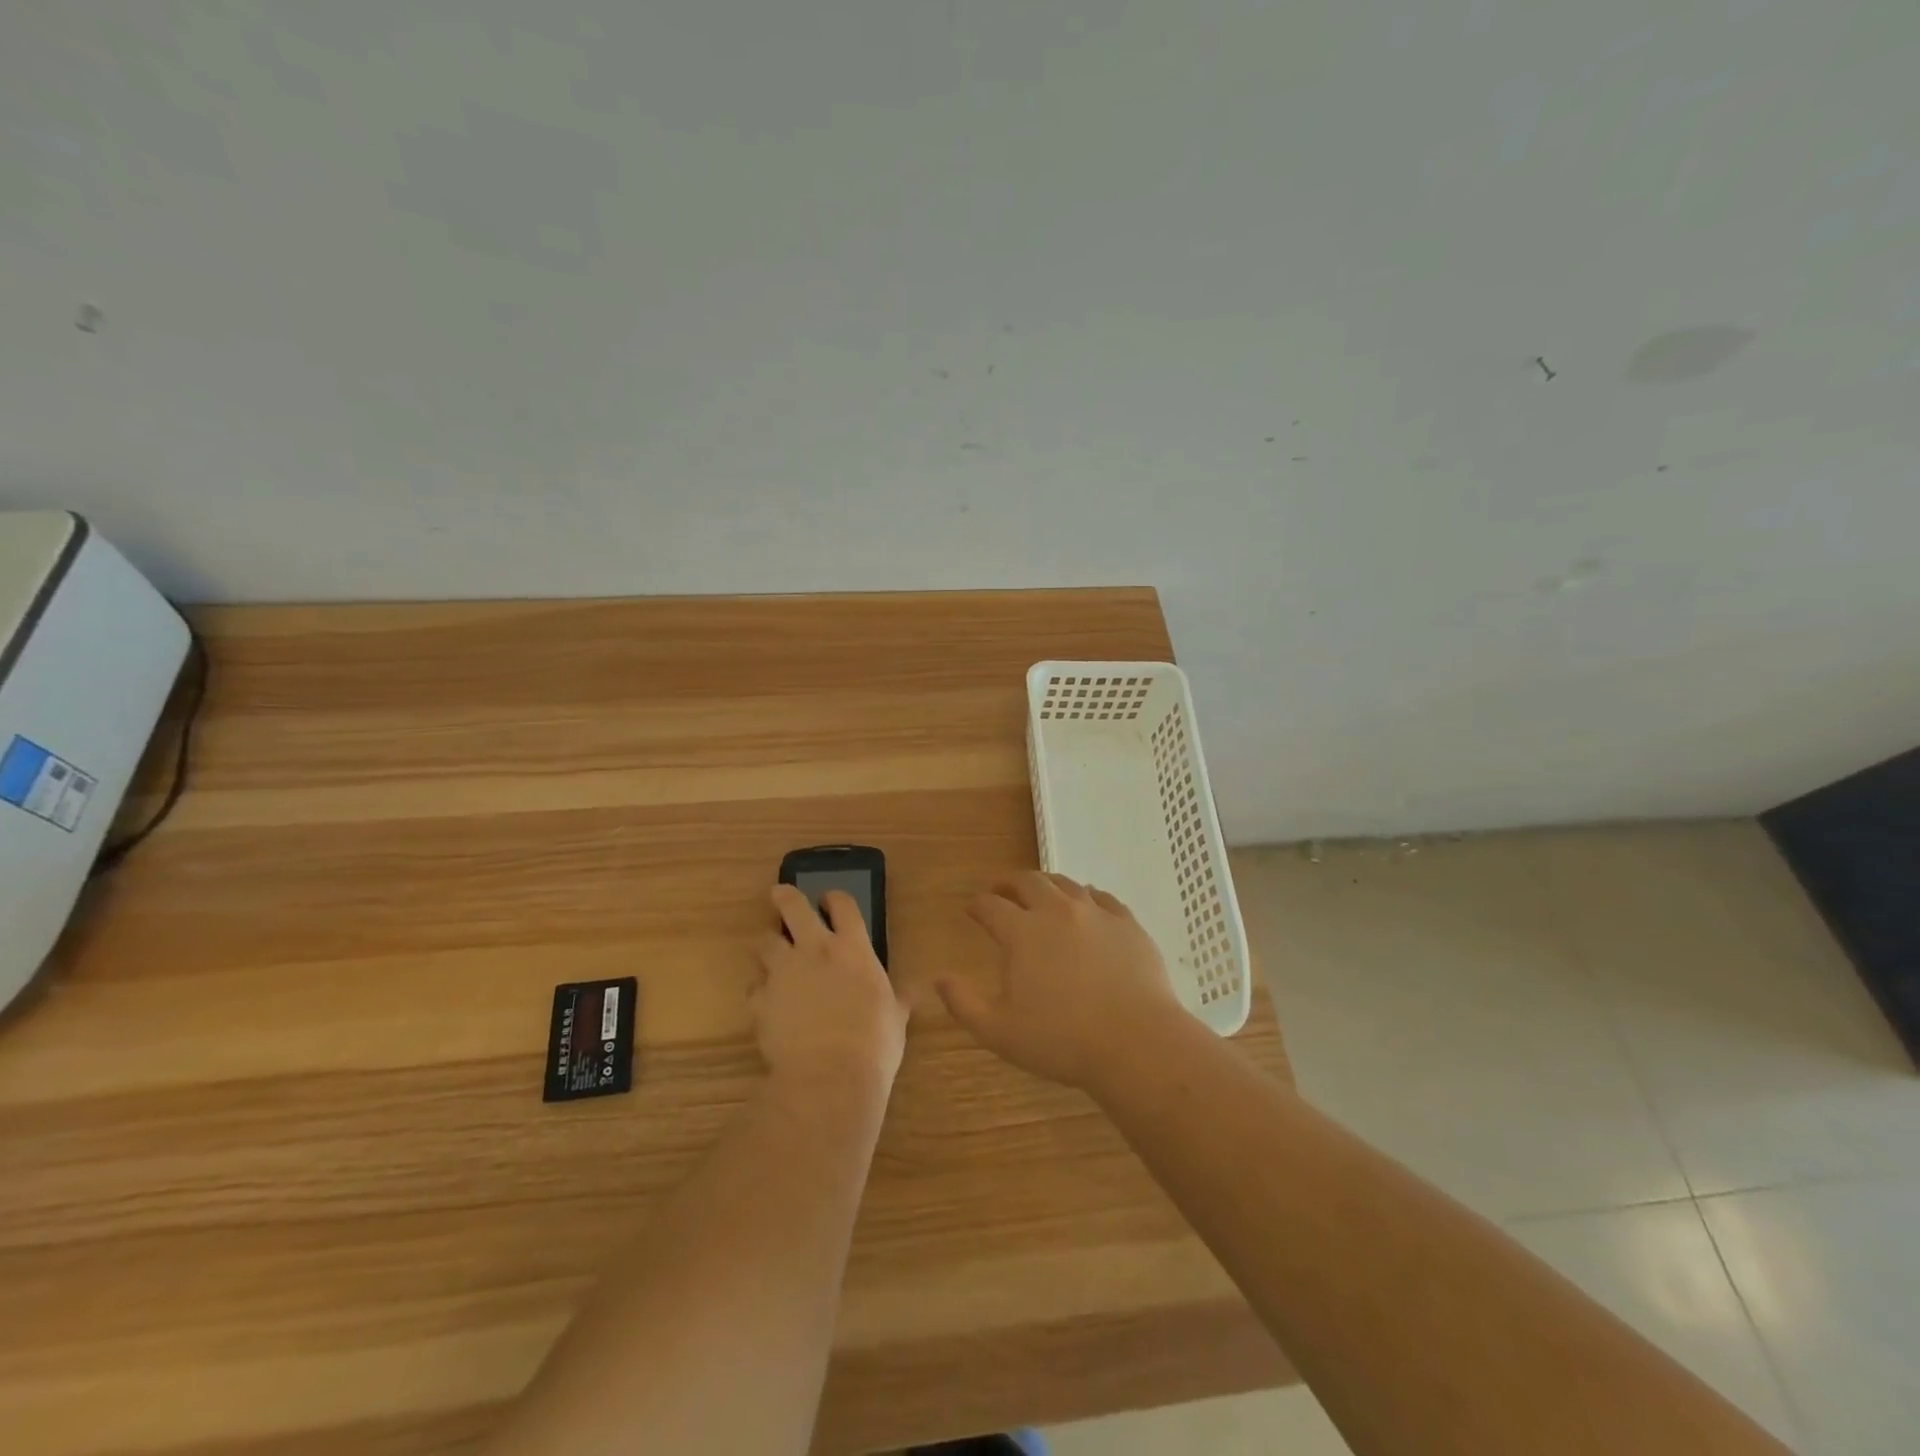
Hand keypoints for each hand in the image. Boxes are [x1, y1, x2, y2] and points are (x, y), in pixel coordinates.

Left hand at [755, 885, 909, 1095]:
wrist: (829, 1076)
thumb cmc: (874, 1043)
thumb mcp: (896, 1019)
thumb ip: (899, 1000)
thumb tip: (912, 991)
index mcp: (852, 949)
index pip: (843, 905)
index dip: (835, 898)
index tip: (830, 900)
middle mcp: (814, 950)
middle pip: (793, 907)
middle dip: (785, 897)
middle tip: (780, 894)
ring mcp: (783, 973)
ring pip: (765, 943)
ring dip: (769, 945)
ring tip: (773, 954)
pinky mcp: (760, 1000)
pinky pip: (754, 987)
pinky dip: (760, 991)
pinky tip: (767, 1003)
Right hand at [939, 872, 1184, 1091]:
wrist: (1135, 1042)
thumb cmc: (1062, 1040)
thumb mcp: (999, 1031)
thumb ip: (964, 1003)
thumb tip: (939, 978)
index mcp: (1022, 932)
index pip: (991, 906)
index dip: (977, 905)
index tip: (971, 908)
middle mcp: (1057, 911)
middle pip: (1029, 882)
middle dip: (1009, 883)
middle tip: (1002, 890)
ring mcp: (1096, 913)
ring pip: (1066, 883)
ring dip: (1047, 884)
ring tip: (1041, 893)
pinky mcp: (1127, 923)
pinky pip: (1103, 897)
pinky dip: (1087, 896)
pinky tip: (1087, 904)